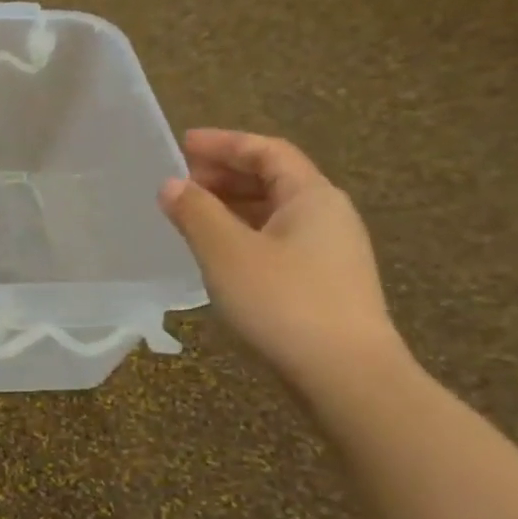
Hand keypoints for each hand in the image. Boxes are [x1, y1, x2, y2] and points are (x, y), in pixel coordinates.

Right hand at [159, 129, 403, 385]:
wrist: (345, 375)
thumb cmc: (283, 302)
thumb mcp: (227, 252)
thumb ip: (196, 213)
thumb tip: (172, 185)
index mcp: (312, 197)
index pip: (268, 151)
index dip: (224, 143)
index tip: (183, 144)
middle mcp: (328, 216)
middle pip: (274, 179)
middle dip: (226, 174)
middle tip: (181, 181)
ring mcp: (330, 252)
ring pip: (275, 213)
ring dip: (232, 205)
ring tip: (191, 214)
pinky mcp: (323, 283)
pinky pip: (277, 241)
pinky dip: (243, 234)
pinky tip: (219, 253)